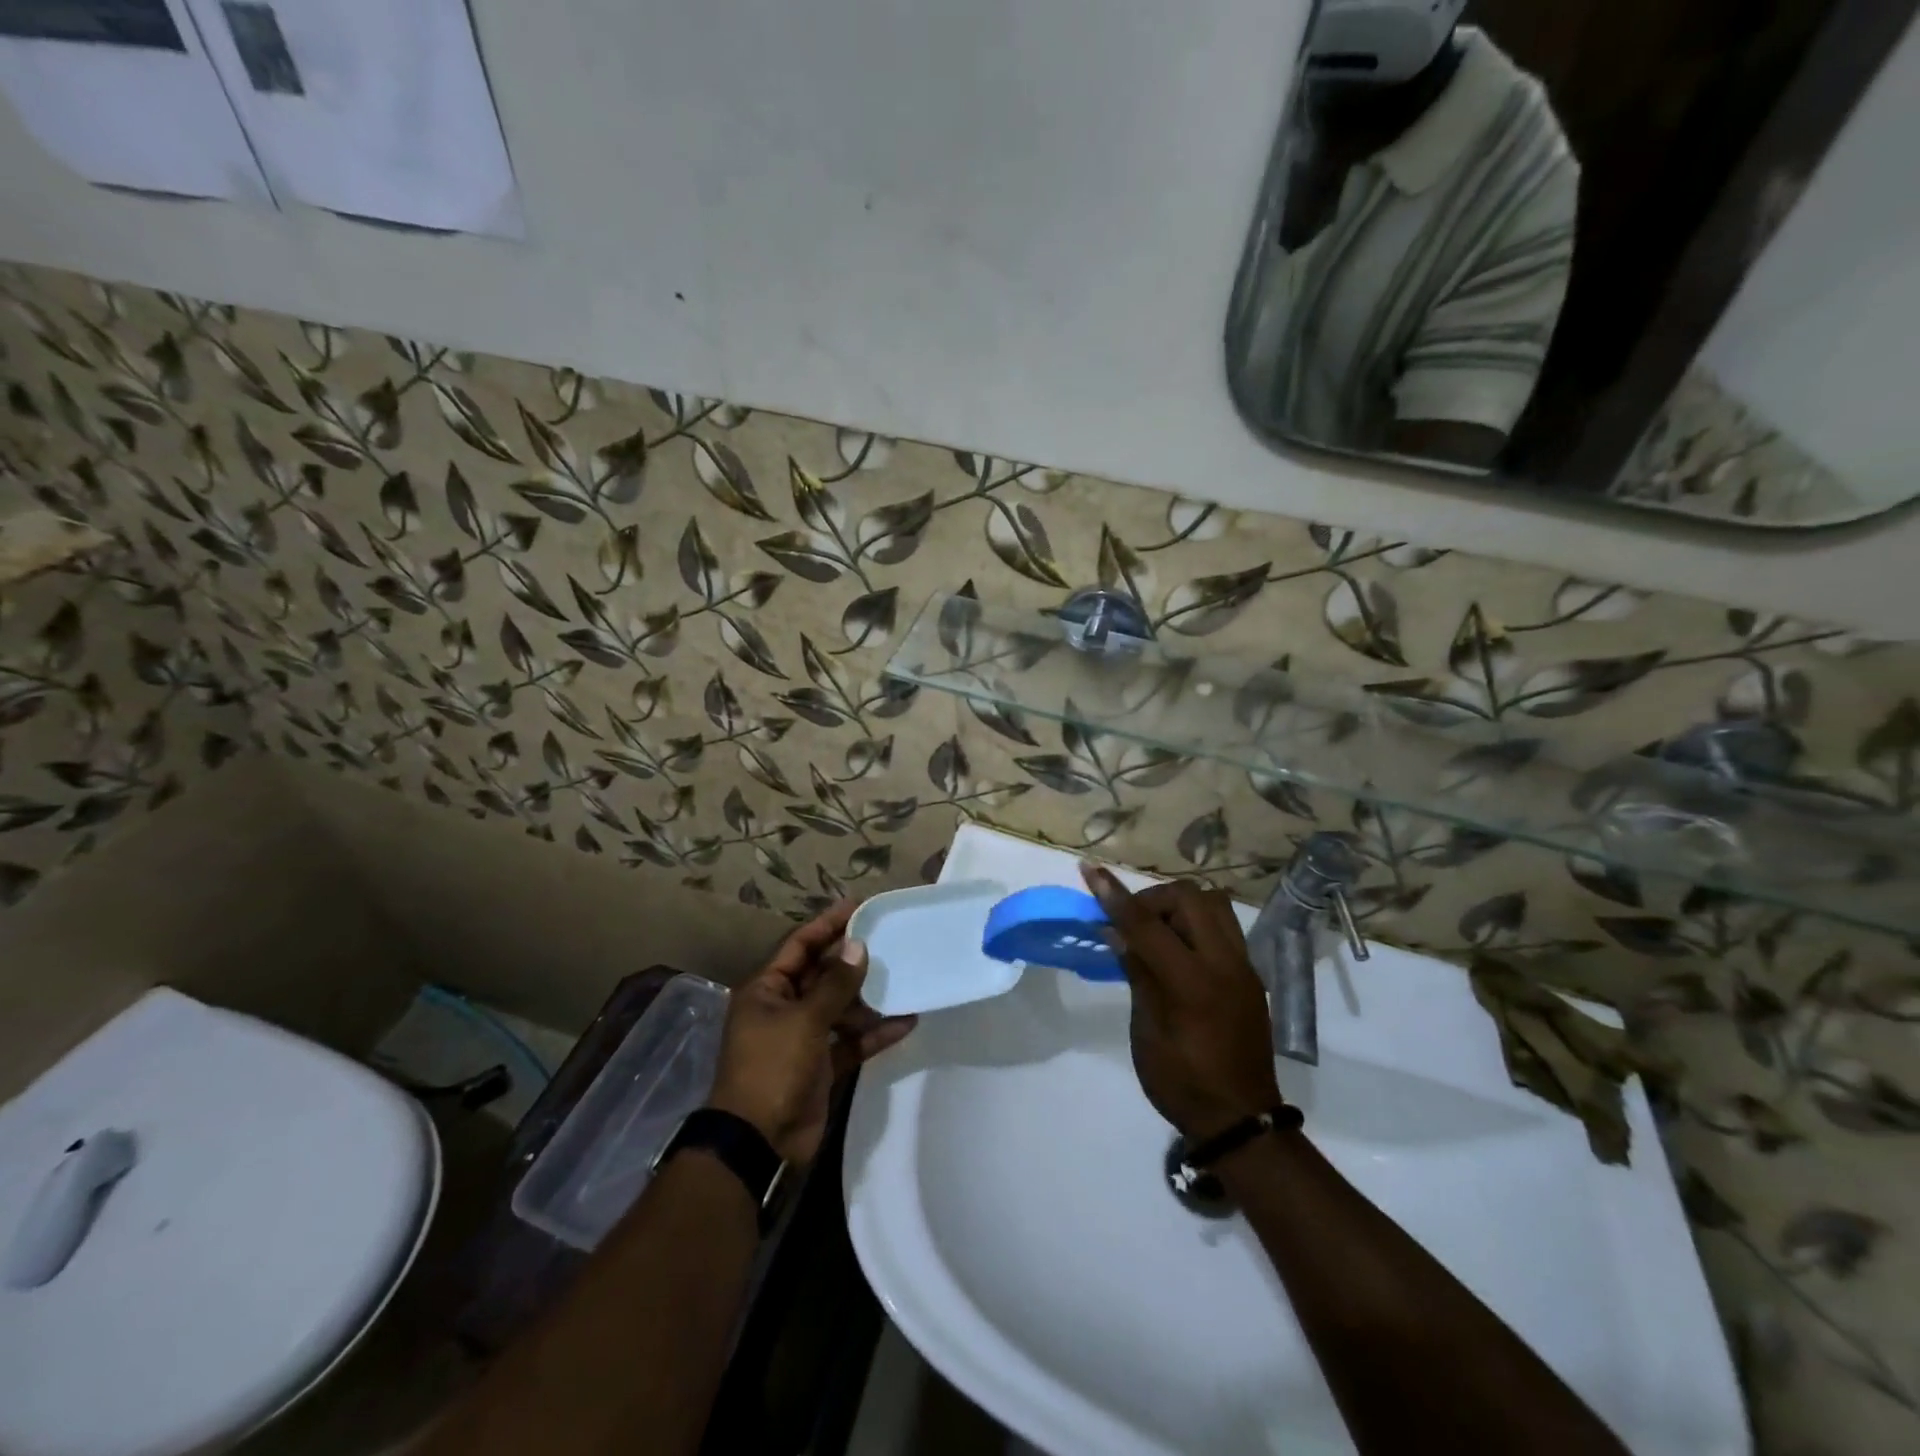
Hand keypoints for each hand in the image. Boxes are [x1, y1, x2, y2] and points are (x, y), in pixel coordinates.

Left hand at [707, 899, 917, 1166]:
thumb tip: (858, 946)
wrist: (759, 1145)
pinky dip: (874, 1033)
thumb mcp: (804, 1020)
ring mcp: (803, 1038)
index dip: (827, 924)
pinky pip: (851, 1040)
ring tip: (904, 979)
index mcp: (767, 990)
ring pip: (840, 1007)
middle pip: (822, 974)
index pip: (799, 945)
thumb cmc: (773, 1069)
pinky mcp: (821, 1066)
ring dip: (868, 998)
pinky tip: (906, 1021)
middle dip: (853, 961)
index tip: (858, 906)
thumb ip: (835, 983)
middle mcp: (783, 1008)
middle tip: (889, 940)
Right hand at [1081, 865, 1279, 1141]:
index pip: (1147, 925)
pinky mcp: (1250, 973)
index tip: (1090, 870)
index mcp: (1192, 984)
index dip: (1114, 896)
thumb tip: (1119, 932)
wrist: (1241, 1120)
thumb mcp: (1147, 1032)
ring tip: (1157, 931)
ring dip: (1179, 905)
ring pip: (1213, 902)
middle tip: (1131, 924)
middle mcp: (1224, 964)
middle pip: (1189, 897)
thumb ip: (1138, 974)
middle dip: (1152, 899)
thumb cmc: (1182, 1083)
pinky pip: (1223, 925)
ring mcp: (1243, 966)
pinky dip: (1196, 922)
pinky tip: (1179, 949)